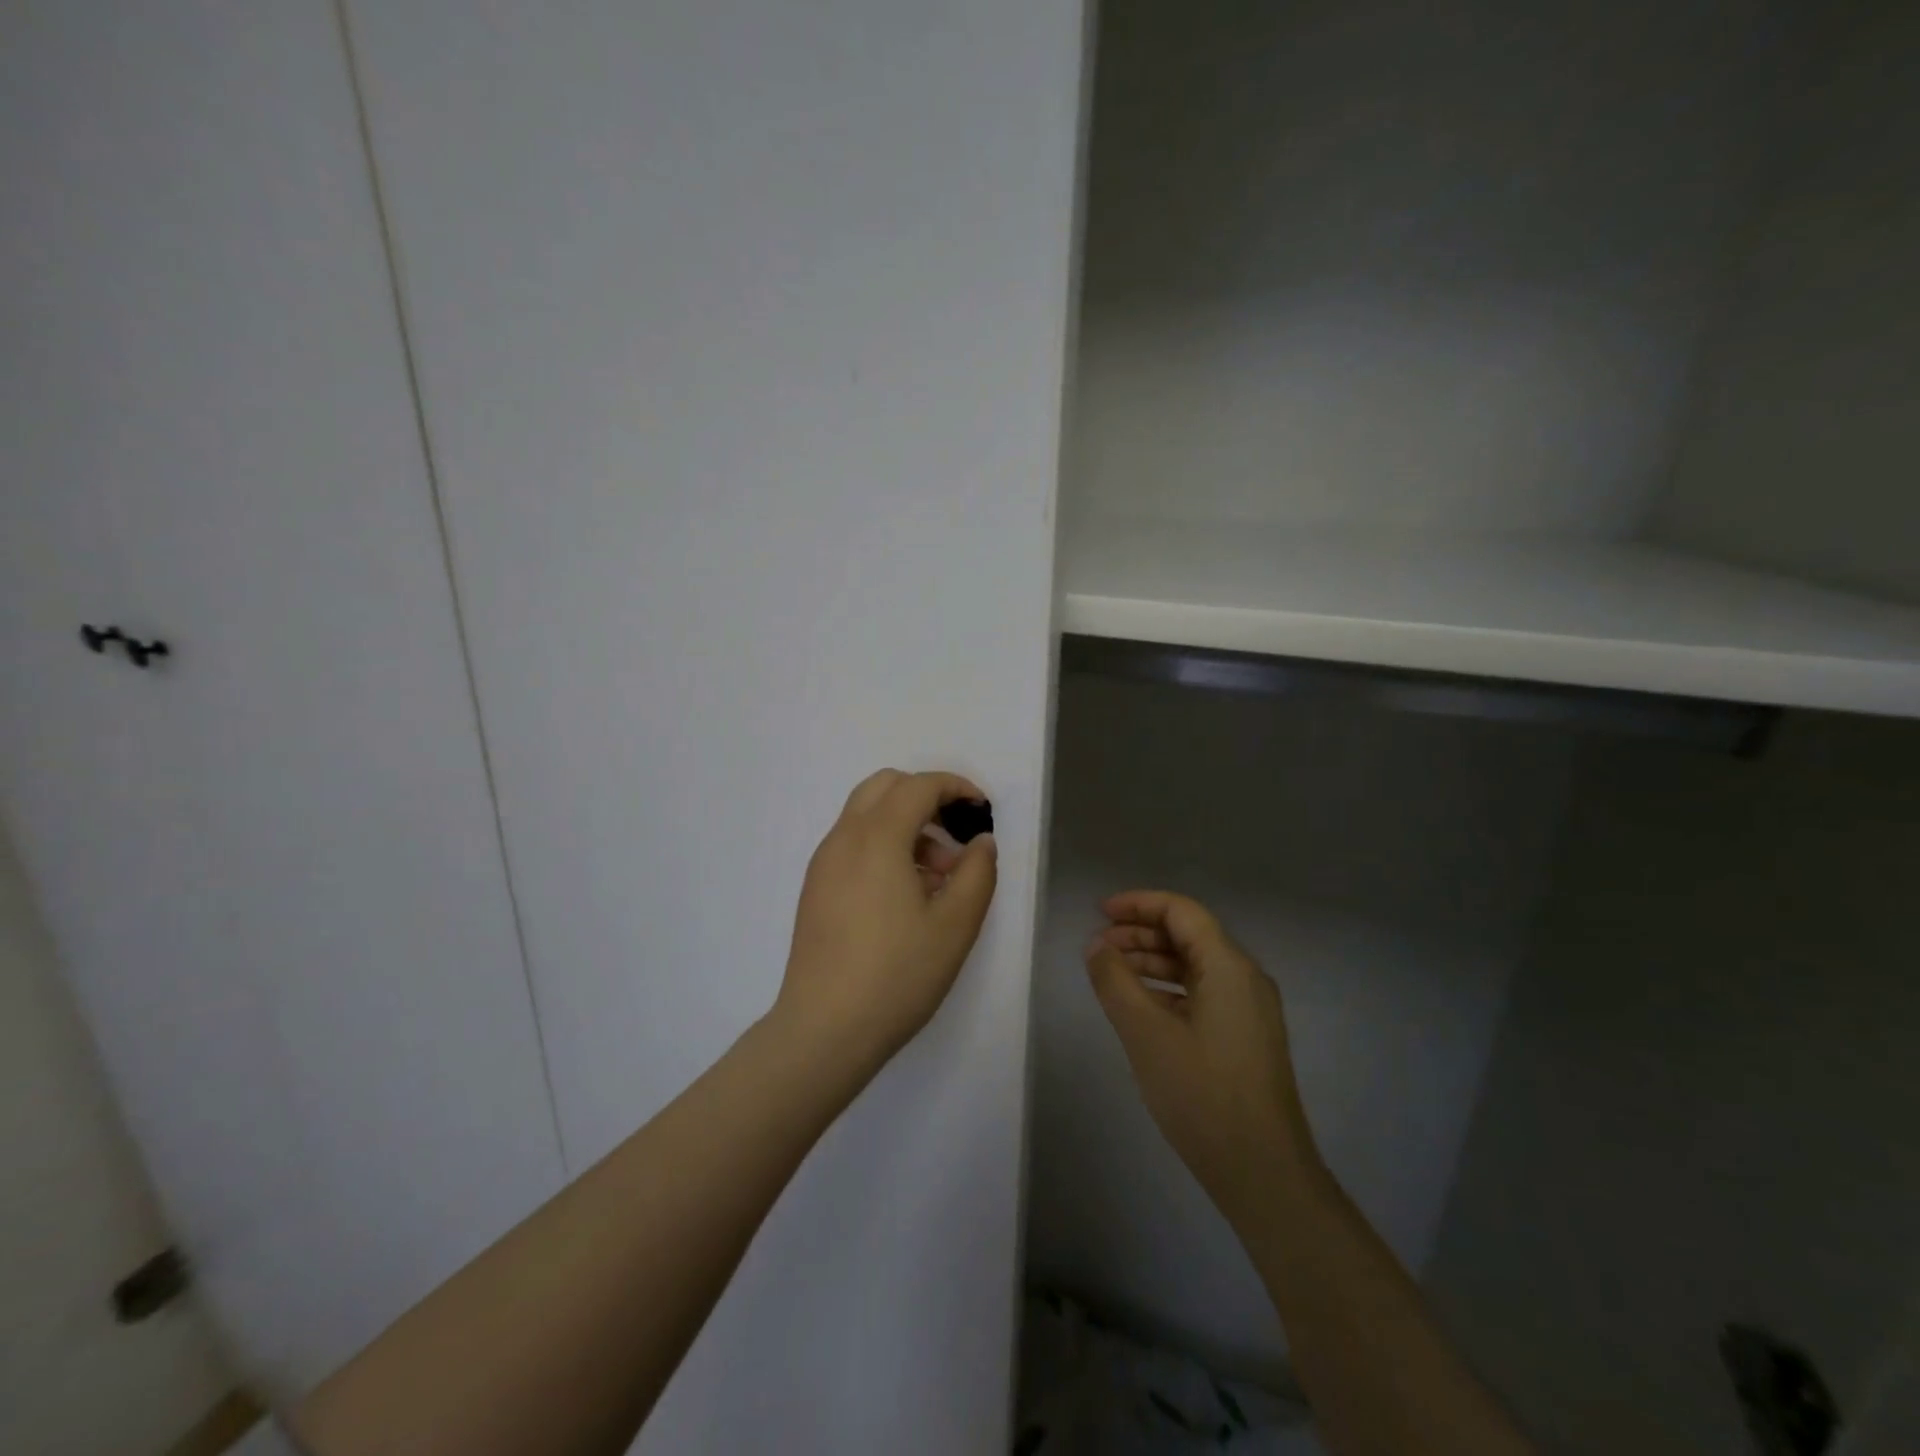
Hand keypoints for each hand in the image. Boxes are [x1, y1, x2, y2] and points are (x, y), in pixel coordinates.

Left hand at [776, 769, 998, 1070]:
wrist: (824, 1030)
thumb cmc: (897, 974)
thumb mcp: (955, 925)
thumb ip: (977, 873)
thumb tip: (980, 842)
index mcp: (877, 837)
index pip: (918, 786)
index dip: (955, 787)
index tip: (981, 810)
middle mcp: (843, 838)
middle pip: (885, 787)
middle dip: (926, 797)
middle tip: (955, 837)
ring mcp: (824, 863)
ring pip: (866, 815)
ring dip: (905, 824)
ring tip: (937, 878)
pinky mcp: (815, 888)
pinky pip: (853, 844)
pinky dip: (884, 846)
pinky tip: (905, 895)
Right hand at [1085, 891, 1316, 1223]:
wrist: (1263, 1173)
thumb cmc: (1203, 1094)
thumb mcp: (1146, 1033)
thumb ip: (1115, 981)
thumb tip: (1096, 946)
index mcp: (1228, 966)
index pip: (1181, 911)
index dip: (1138, 904)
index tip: (1099, 912)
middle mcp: (1245, 978)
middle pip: (1189, 935)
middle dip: (1140, 933)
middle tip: (1098, 945)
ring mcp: (1249, 1010)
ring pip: (1194, 966)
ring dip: (1152, 962)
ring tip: (1110, 973)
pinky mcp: (1245, 1037)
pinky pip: (1202, 994)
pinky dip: (1167, 989)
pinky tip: (1139, 1007)